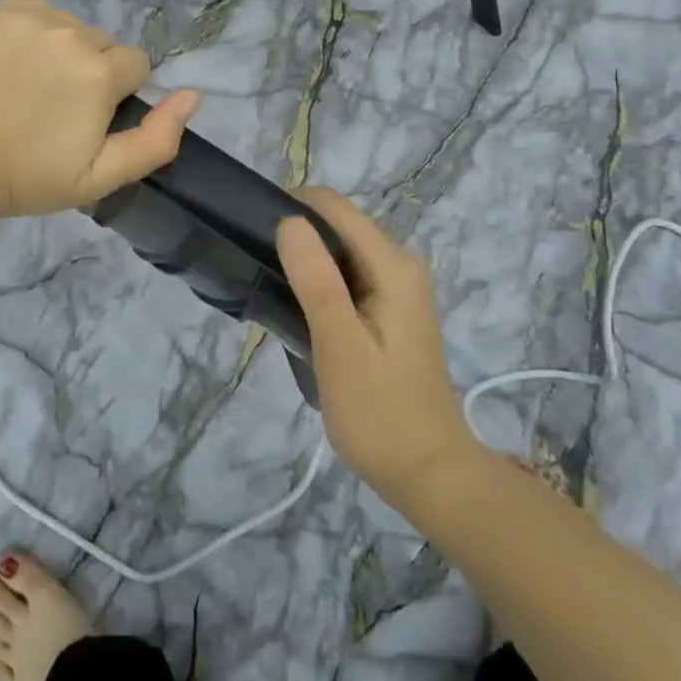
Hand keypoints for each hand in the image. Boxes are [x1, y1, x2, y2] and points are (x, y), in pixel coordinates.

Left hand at [0, 0, 200, 220]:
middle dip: (90, 71)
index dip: (116, 95)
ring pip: (67, 26)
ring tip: (30, 85)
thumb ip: (157, 139)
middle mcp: (70, 33)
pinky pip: (31, 13)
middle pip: (101, 44)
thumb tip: (193, 95)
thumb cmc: (29, 177)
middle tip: (55, 107)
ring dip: (60, 50)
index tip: (87, 119)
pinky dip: (29, 33)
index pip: (135, 66)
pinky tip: (9, 63)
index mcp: (100, 71)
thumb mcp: (101, 176)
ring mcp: (27, 19)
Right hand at [276, 190, 476, 514]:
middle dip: (295, 234)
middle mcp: (400, 264)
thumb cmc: (381, 413)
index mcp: (393, 265)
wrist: (429, 474)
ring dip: (304, 260)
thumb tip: (288, 220)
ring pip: (339, 250)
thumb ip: (316, 281)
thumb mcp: (341, 348)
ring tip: (268, 287)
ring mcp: (397, 286)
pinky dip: (318, 282)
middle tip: (255, 267)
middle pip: (337, 225)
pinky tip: (296, 309)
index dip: (291, 206)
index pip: (334, 207)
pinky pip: (346, 275)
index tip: (250, 230)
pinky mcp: (389, 307)